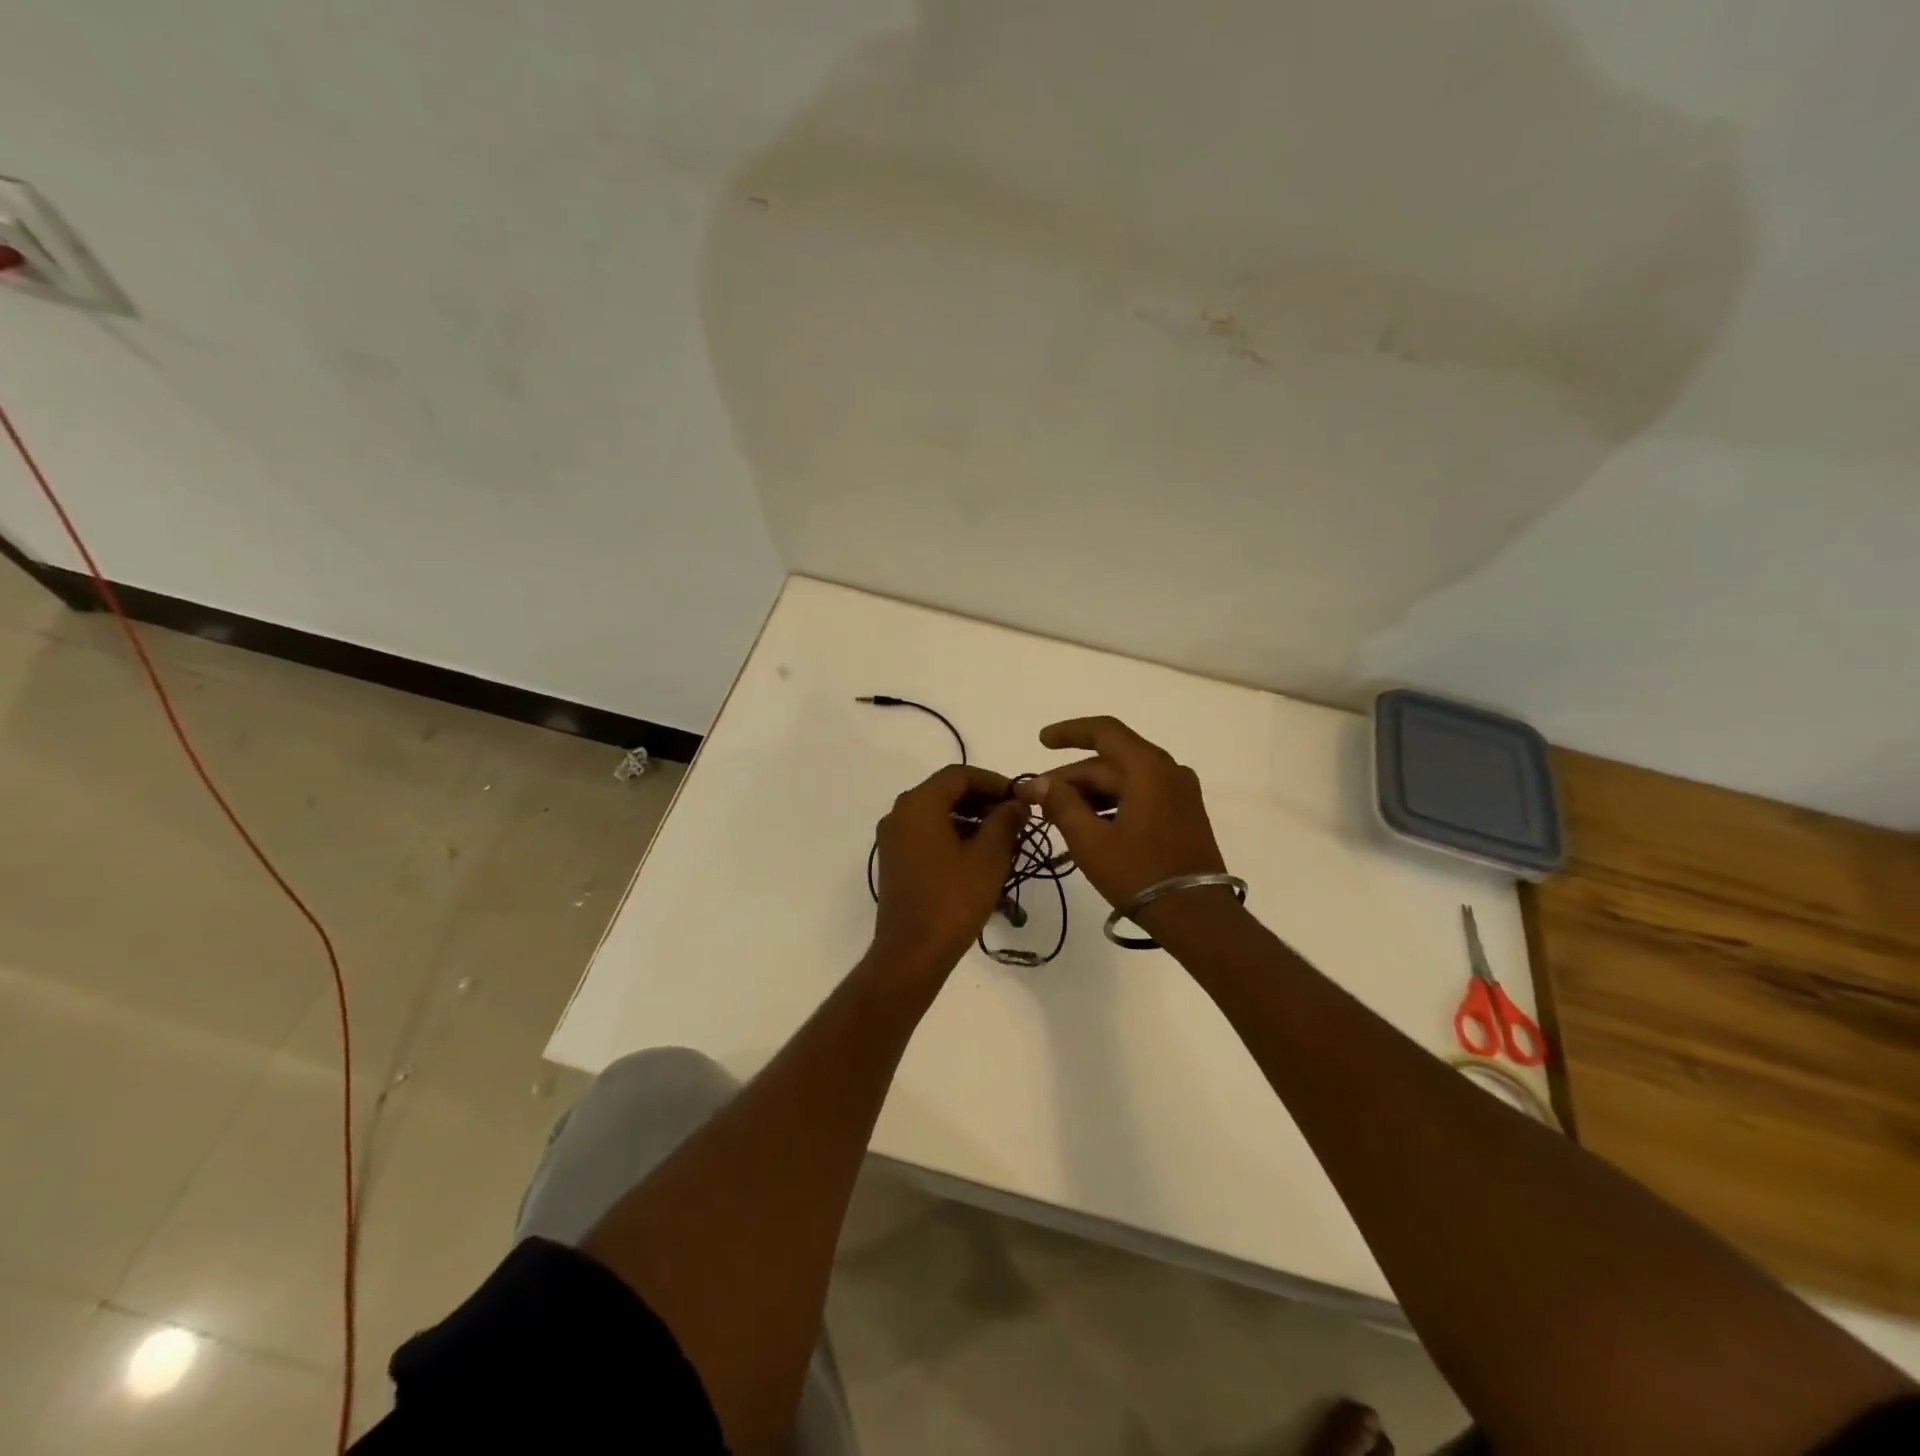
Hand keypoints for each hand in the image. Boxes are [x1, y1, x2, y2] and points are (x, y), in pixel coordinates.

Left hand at [872, 765, 1029, 972]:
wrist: (912, 952)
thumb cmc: (953, 899)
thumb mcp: (988, 857)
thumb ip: (1005, 821)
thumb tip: (1017, 802)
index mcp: (919, 804)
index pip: (959, 775)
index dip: (993, 781)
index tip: (1020, 798)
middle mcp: (899, 813)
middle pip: (945, 792)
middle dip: (982, 800)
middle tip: (1014, 817)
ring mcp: (893, 838)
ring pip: (936, 813)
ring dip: (969, 818)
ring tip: (1002, 838)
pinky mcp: (894, 861)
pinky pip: (926, 834)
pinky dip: (953, 835)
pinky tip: (978, 856)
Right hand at [1014, 717, 1228, 922]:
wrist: (1196, 915)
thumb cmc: (1139, 873)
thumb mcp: (1090, 841)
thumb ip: (1061, 804)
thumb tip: (1038, 783)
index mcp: (1148, 767)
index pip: (1104, 731)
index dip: (1069, 732)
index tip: (1041, 742)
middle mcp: (1168, 770)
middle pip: (1111, 761)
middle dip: (1072, 777)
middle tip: (1038, 798)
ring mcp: (1180, 792)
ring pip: (1125, 779)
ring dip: (1090, 792)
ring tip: (1058, 814)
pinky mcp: (1184, 814)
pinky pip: (1141, 794)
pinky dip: (1112, 802)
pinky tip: (1089, 824)